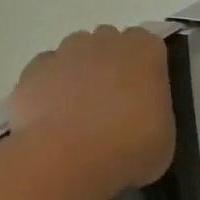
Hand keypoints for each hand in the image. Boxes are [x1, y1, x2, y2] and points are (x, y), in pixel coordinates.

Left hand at [11, 26, 175, 190]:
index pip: (149, 45)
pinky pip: (46, 71)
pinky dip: (50, 87)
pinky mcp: (34, 71)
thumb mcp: (165, 135)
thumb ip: (154, 112)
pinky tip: (54, 116)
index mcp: (145, 52)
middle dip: (112, 64)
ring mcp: (65, 53)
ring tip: (80, 110)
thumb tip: (143, 116)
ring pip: (75, 51)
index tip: (145, 93)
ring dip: (80, 71)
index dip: (146, 67)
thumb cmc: (131, 146)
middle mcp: (105, 42)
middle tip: (114, 102)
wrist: (70, 158)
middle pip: (110, 42)